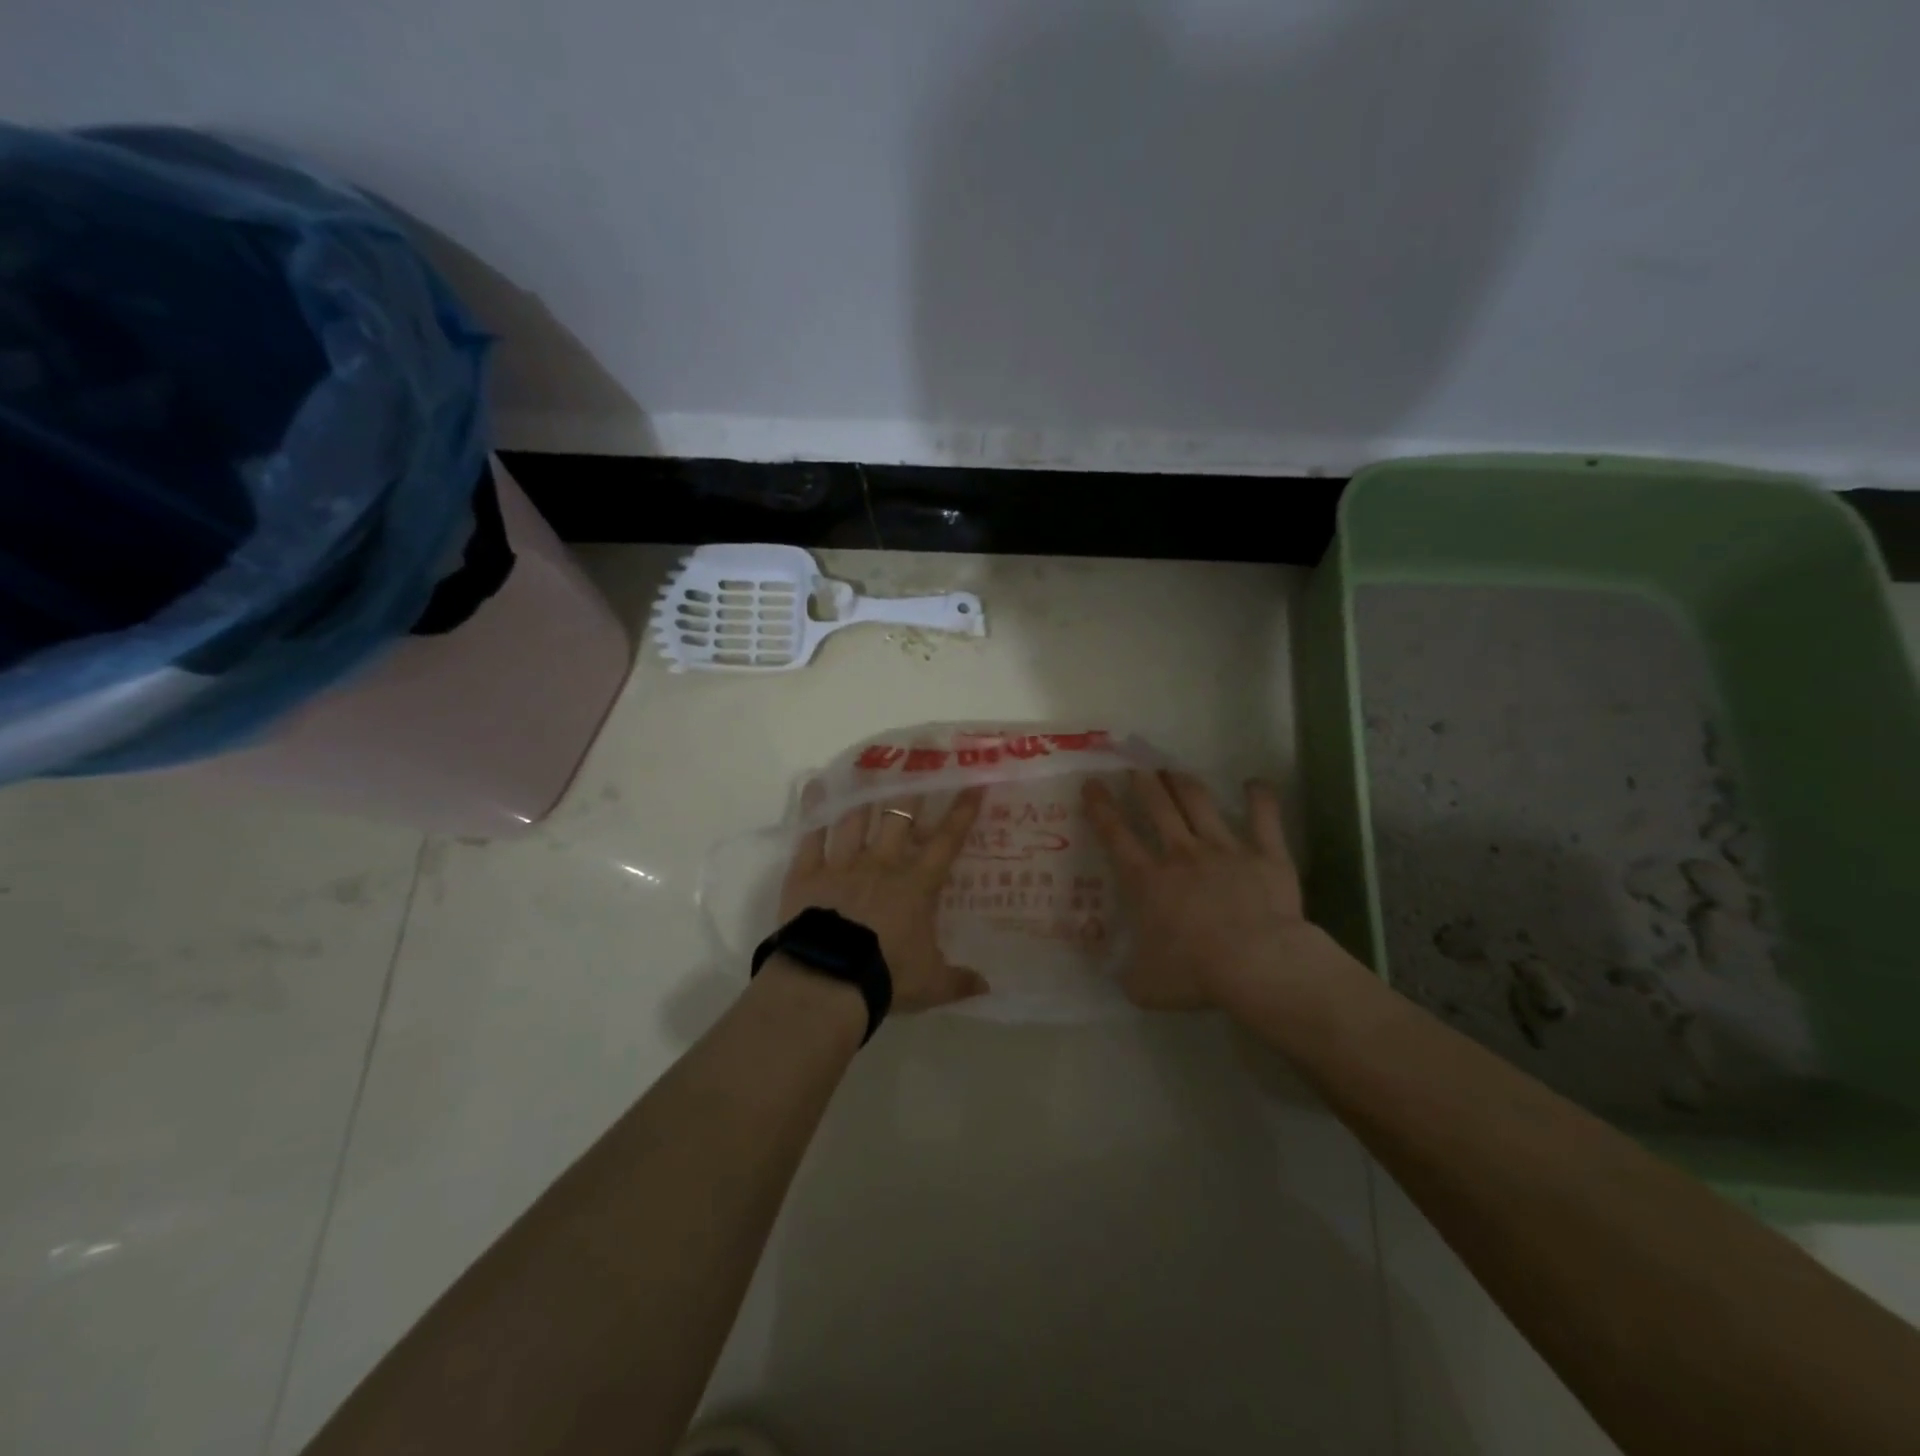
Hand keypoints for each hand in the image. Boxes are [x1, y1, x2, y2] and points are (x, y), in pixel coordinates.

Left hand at [779, 787, 990, 1011]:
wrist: (829, 980)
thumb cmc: (887, 976)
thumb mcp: (931, 984)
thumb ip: (960, 981)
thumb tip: (987, 988)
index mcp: (915, 885)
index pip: (945, 842)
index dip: (961, 813)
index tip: (973, 785)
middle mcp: (881, 864)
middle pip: (899, 818)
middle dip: (910, 792)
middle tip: (915, 768)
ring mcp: (841, 864)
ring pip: (855, 819)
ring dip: (863, 796)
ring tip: (867, 773)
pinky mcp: (806, 873)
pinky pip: (809, 835)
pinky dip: (813, 810)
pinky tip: (816, 787)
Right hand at [1083, 770, 1313, 1009]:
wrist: (1258, 964)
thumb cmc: (1195, 973)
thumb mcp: (1144, 984)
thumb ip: (1127, 973)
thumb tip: (1115, 973)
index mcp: (1148, 880)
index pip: (1116, 835)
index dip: (1101, 807)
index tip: (1092, 783)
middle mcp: (1181, 854)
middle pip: (1157, 806)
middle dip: (1143, 783)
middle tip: (1136, 768)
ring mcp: (1224, 849)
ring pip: (1200, 803)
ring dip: (1184, 783)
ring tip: (1175, 771)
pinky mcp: (1265, 853)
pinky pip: (1263, 817)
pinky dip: (1259, 797)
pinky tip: (1254, 783)